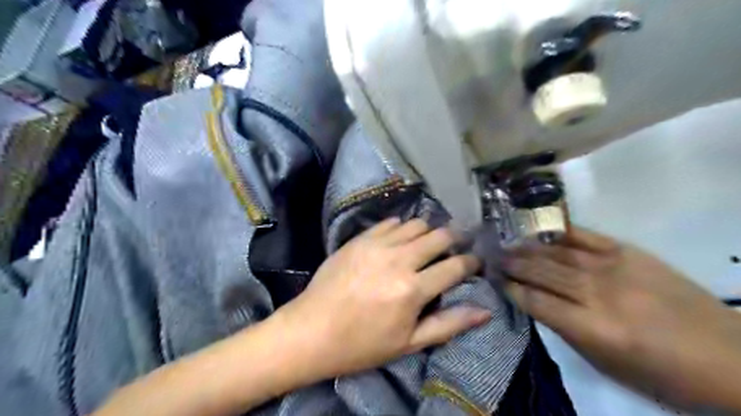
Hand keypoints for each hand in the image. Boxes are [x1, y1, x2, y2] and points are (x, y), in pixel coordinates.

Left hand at [275, 220, 489, 378]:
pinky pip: (390, 222)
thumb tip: (485, 311)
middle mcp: (398, 259)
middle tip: (457, 245)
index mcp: (413, 289)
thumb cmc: (362, 344)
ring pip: (416, 224)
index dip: (471, 262)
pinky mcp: (359, 239)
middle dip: (455, 238)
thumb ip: (449, 324)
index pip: (455, 266)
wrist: (311, 331)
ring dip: (429, 231)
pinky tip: (401, 239)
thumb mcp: (409, 343)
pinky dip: (402, 227)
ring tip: (428, 243)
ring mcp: (377, 245)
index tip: (475, 262)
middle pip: (439, 236)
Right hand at [506, 228, 740, 411]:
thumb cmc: (662, 373)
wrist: (730, 356)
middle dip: (512, 264)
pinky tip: (540, 230)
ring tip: (506, 243)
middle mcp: (597, 293)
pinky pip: (585, 237)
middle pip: (542, 273)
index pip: (536, 301)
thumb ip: (566, 330)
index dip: (511, 289)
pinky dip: (559, 233)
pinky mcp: (629, 252)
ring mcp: (613, 268)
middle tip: (491, 256)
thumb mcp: (606, 363)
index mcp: (592, 328)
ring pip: (557, 254)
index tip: (494, 279)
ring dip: (527, 248)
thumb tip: (536, 303)